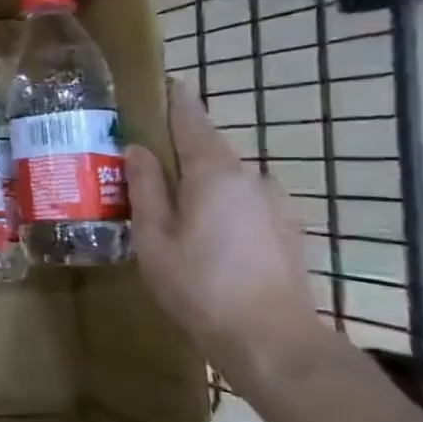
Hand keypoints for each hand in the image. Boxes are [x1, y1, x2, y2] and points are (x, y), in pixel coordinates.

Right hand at [124, 79, 331, 392]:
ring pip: (228, 179)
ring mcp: (275, 204)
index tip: (166, 83)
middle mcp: (251, 177)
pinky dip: (221, 204)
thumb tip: (137, 148)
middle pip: (210, 150)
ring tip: (172, 204)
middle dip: (180, 151)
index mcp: (214, 172)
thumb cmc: (199, 283)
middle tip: (145, 162)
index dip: (177, 101)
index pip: (192, 121)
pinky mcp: (286, 230)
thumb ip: (145, 187)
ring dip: (201, 182)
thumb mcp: (153, 235)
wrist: (271, 338)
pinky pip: (244, 202)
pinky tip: (204, 232)